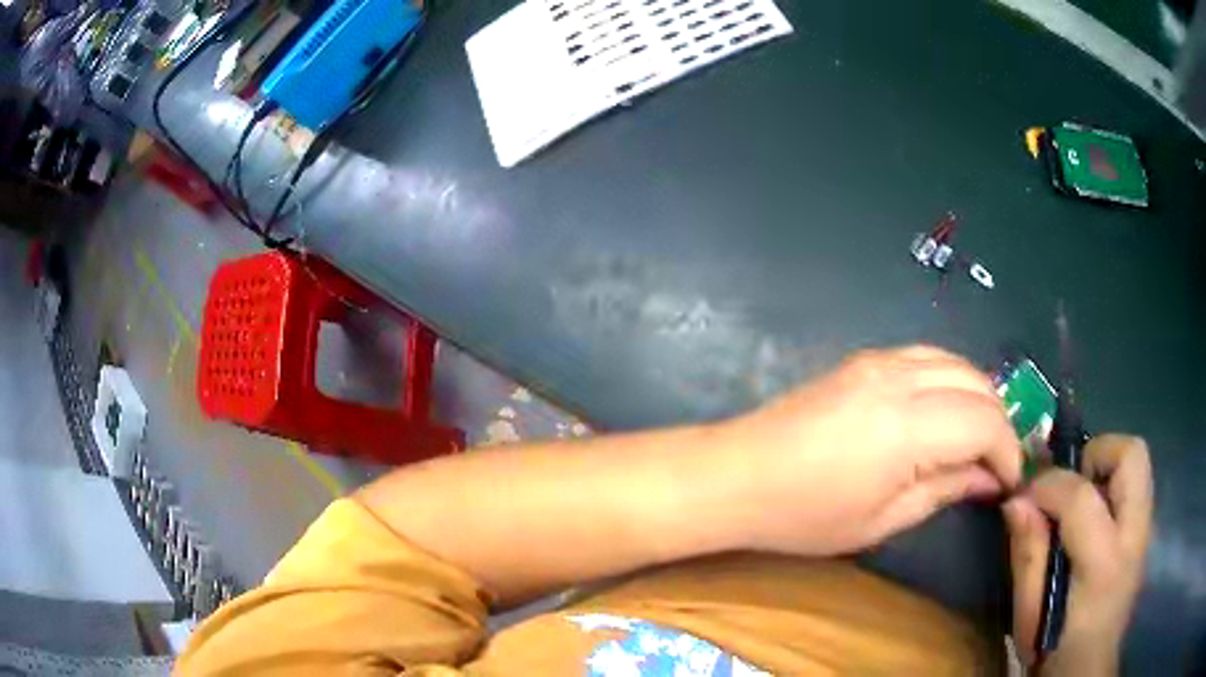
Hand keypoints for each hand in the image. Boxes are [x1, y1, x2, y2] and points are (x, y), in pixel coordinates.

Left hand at [716, 345, 1021, 555]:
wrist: (737, 474)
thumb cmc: (804, 515)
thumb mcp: (882, 520)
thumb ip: (945, 490)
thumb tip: (989, 479)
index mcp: (908, 426)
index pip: (986, 423)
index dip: (1007, 452)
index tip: (1008, 481)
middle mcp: (900, 379)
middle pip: (978, 385)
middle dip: (999, 423)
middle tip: (996, 463)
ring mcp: (879, 361)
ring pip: (955, 362)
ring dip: (978, 397)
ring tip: (978, 438)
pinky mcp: (863, 358)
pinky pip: (926, 356)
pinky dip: (950, 379)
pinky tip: (946, 410)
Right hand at [1002, 435, 1152, 674]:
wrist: (1087, 669)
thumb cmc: (1054, 648)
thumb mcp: (1028, 616)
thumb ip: (1027, 555)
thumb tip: (1015, 499)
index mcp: (1103, 564)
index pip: (1081, 497)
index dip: (1049, 484)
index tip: (1025, 493)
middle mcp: (1133, 535)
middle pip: (1131, 454)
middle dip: (1096, 452)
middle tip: (1068, 482)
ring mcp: (1145, 529)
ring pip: (1138, 459)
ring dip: (1106, 465)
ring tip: (1080, 498)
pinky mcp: (1145, 530)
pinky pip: (1136, 482)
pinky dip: (1113, 483)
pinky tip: (1093, 517)